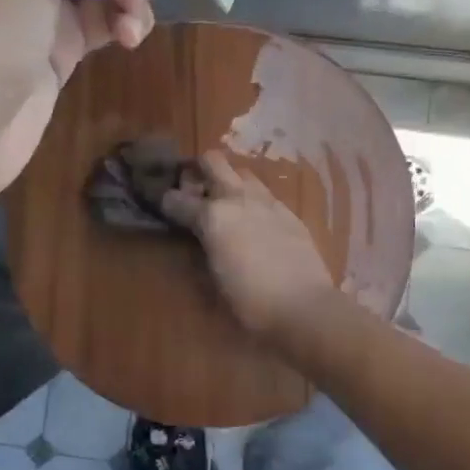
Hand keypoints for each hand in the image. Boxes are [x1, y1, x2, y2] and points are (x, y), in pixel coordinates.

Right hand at [161, 151, 335, 342]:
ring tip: (227, 203)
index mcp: (212, 216)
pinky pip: (266, 195)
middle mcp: (237, 198)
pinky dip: (254, 201)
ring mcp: (267, 202)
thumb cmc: (249, 302)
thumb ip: (200, 252)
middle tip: (195, 188)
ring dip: (230, 181)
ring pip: (243, 173)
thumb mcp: (212, 282)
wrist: (304, 307)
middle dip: (199, 169)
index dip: (166, 202)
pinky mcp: (290, 213)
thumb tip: (196, 240)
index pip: (177, 199)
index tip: (165, 206)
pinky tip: (256, 221)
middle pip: (213, 161)